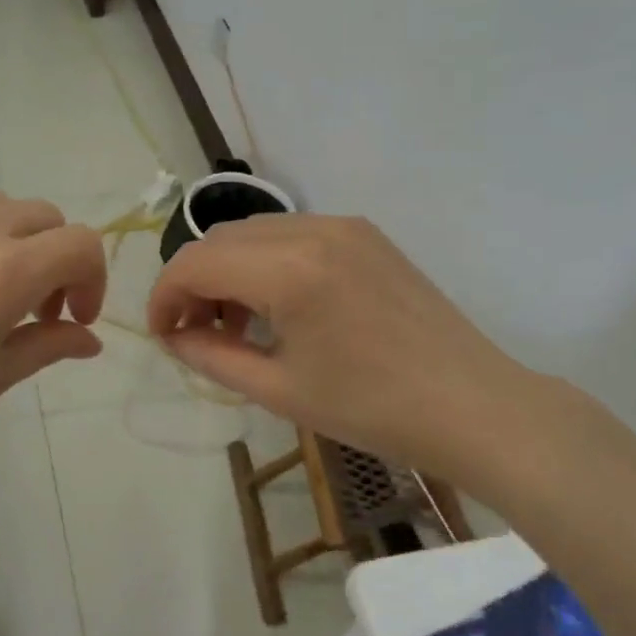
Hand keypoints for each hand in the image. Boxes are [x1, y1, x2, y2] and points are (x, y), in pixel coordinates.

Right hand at [146, 214, 543, 482]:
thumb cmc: (372, 409)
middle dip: (193, 282)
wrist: (473, 405)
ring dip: (229, 270)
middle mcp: (312, 230)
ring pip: (254, 232)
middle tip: (195, 333)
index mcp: (288, 270)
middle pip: (220, 239)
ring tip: (237, 324)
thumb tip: (174, 335)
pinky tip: (279, 307)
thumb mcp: (278, 390)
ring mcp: (343, 225)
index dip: (163, 296)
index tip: (162, 335)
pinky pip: (292, 234)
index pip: (195, 263)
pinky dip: (266, 262)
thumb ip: (211, 356)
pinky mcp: (365, 233)